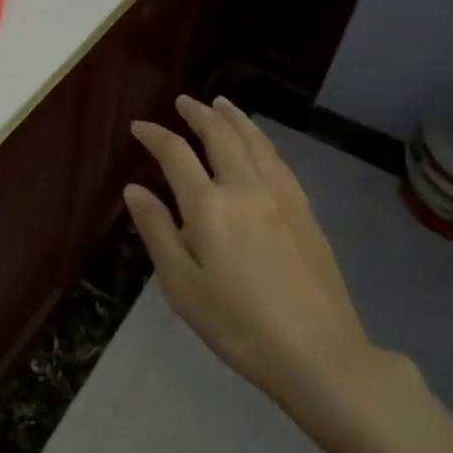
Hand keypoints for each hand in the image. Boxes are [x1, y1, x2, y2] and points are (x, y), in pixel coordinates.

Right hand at [125, 97, 375, 423]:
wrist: (318, 352)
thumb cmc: (237, 325)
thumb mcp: (182, 285)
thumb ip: (158, 231)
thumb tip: (134, 190)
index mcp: (210, 206)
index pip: (176, 154)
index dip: (155, 135)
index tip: (139, 127)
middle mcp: (246, 188)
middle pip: (221, 135)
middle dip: (199, 113)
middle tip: (183, 101)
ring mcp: (282, 197)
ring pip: (256, 142)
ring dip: (235, 118)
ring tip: (221, 104)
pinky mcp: (306, 211)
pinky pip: (278, 160)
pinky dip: (261, 141)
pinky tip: (259, 145)